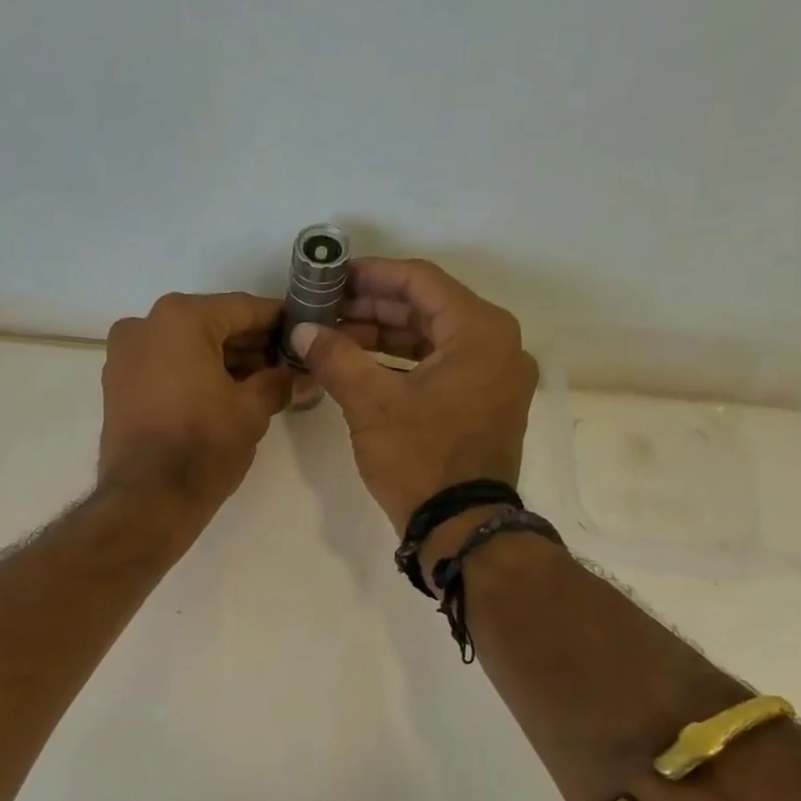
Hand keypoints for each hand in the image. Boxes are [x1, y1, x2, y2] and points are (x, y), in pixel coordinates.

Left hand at [98, 292, 294, 516]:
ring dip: (221, 361)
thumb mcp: (252, 410)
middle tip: (285, 364)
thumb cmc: (203, 446)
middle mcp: (144, 325)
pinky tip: (223, 395)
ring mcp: (124, 356)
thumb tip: (298, 375)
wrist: (147, 500)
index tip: (301, 331)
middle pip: (210, 325)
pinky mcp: (117, 387)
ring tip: (259, 384)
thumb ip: (278, 382)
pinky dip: (193, 374)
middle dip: (249, 344)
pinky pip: (164, 368)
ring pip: (184, 347)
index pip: (242, 308)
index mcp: (179, 318)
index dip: (277, 321)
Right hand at [290, 259, 538, 533]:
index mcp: (480, 330)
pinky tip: (363, 367)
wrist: (460, 526)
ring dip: (385, 337)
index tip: (332, 277)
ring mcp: (495, 377)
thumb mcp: (371, 403)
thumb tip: (303, 331)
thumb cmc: (420, 458)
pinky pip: (442, 367)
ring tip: (336, 338)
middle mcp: (498, 344)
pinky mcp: (485, 404)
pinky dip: (403, 364)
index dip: (371, 275)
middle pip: (428, 309)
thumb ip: (336, 357)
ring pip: (433, 340)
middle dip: (373, 308)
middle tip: (326, 310)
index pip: (419, 282)